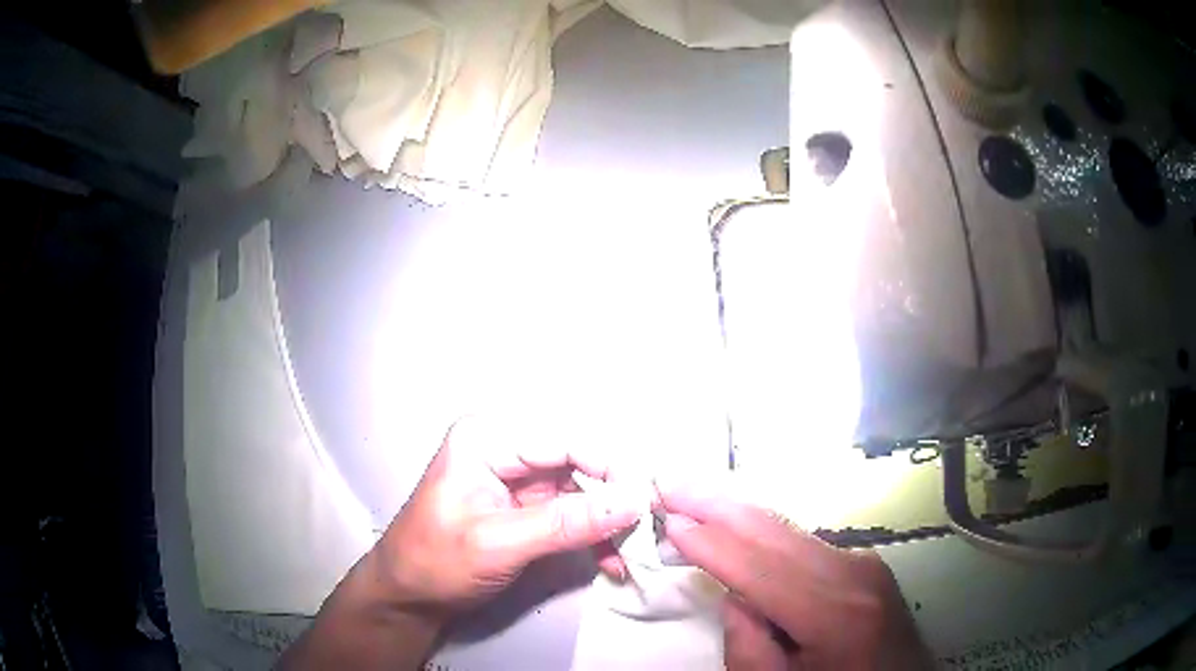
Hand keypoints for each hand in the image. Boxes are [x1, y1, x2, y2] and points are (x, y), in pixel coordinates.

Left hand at [370, 417, 645, 621]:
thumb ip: (566, 523)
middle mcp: (507, 449)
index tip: (646, 497)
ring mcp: (519, 479)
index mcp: (488, 439)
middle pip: (578, 461)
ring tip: (631, 549)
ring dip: (608, 521)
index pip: (564, 439)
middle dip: (613, 495)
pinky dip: (593, 535)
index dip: (610, 465)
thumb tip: (633, 502)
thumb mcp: (498, 544)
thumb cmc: (435, 562)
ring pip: (582, 489)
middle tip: (647, 525)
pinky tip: (609, 560)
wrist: (408, 596)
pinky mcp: (527, 507)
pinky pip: (573, 513)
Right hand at [657, 481, 933, 670]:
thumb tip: (733, 594)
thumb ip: (749, 646)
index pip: (759, 568)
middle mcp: (852, 574)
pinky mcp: (863, 562)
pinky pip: (804, 541)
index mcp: (834, 615)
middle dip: (718, 504)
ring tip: (693, 493)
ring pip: (788, 529)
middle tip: (670, 482)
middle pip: (774, 532)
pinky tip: (737, 522)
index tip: (668, 519)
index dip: (711, 543)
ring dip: (737, 511)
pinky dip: (763, 530)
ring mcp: (863, 562)